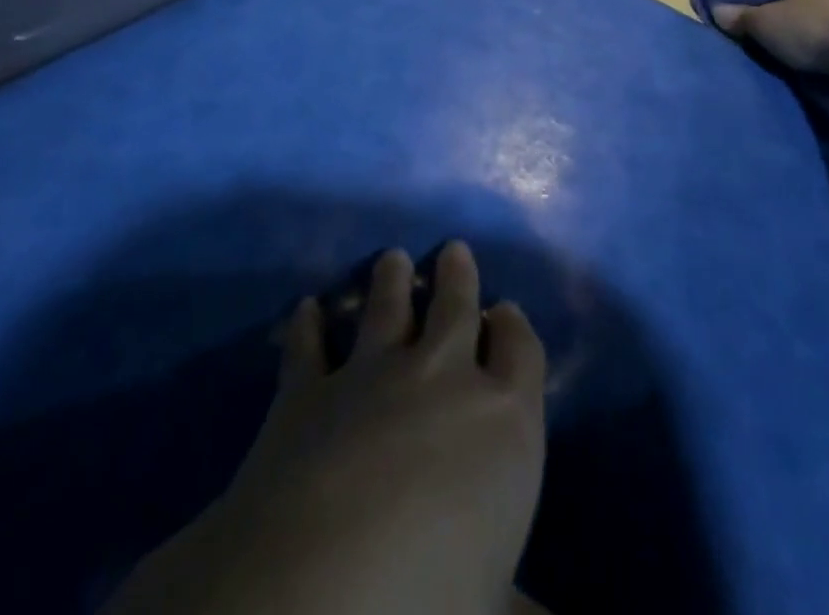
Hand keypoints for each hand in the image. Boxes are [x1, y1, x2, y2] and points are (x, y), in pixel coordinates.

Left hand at [112, 242, 546, 614]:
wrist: (319, 584)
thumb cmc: (432, 600)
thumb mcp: (494, 610)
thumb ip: (519, 605)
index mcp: (503, 420)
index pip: (522, 352)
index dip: (515, 328)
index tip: (507, 312)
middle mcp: (442, 376)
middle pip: (456, 307)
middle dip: (458, 277)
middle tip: (454, 250)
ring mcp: (371, 373)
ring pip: (386, 306)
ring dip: (391, 280)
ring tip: (393, 258)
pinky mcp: (308, 388)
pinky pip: (308, 345)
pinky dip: (307, 324)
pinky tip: (307, 307)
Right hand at [707, 0, 828, 84]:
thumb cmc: (815, 32)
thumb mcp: (765, 25)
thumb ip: (740, 17)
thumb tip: (715, 9)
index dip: (753, 9)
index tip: (745, 32)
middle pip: (797, 7)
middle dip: (785, 27)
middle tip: (771, 53)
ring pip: (824, 24)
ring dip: (813, 42)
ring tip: (801, 68)